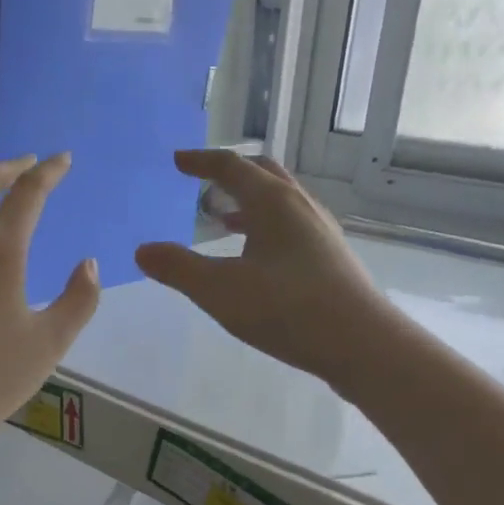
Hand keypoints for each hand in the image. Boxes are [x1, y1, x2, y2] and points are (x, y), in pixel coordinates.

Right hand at [136, 151, 389, 388]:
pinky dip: (266, 226)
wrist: (360, 343)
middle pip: (264, 174)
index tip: (179, 161)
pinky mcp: (330, 257)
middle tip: (205, 183)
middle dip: (231, 174)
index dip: (202, 162)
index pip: (232, 167)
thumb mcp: (219, 291)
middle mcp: (300, 206)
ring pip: (281, 201)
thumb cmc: (286, 309)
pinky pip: (291, 226)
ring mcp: (320, 231)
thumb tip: (142, 251)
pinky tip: (257, 257)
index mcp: (272, 202)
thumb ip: (178, 269)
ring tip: (224, 220)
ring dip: (250, 202)